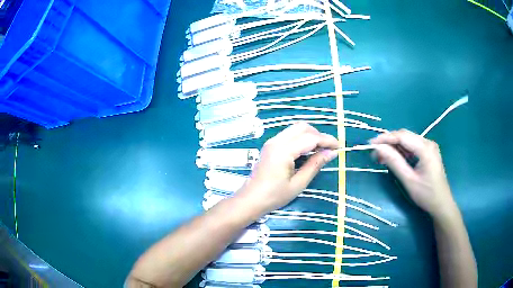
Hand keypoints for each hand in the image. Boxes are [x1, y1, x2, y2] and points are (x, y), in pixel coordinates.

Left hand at [238, 122, 338, 214]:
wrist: (250, 200)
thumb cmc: (274, 196)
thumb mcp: (299, 183)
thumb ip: (315, 165)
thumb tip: (332, 152)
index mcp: (283, 150)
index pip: (310, 138)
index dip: (327, 140)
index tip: (339, 147)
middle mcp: (277, 141)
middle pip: (302, 127)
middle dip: (319, 134)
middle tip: (329, 148)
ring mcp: (272, 142)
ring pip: (295, 129)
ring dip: (310, 135)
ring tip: (320, 150)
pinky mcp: (270, 145)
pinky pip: (289, 135)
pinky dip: (301, 138)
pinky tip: (307, 151)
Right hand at [370, 129, 457, 219]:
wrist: (441, 204)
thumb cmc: (426, 195)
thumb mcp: (409, 180)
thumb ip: (394, 162)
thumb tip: (379, 149)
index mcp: (425, 148)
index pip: (402, 136)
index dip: (385, 138)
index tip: (370, 144)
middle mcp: (428, 142)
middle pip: (405, 136)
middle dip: (389, 143)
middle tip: (375, 153)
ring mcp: (429, 147)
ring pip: (408, 141)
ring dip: (394, 147)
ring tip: (381, 158)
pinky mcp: (428, 152)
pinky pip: (412, 147)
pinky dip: (401, 152)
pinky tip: (394, 159)